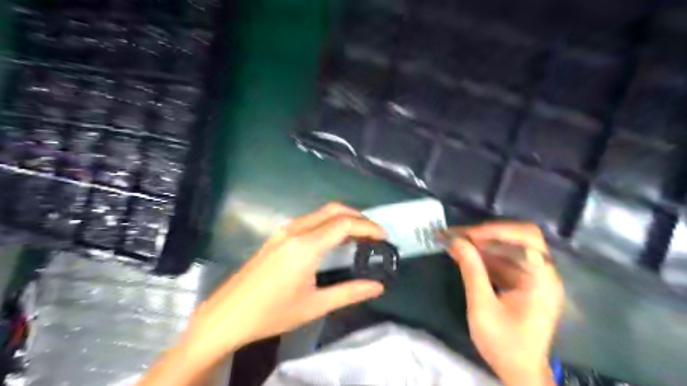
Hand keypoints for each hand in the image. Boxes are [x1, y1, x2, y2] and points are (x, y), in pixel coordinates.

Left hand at [186, 204, 383, 363]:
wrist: (227, 315)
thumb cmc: (272, 313)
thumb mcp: (315, 305)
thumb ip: (349, 292)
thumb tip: (378, 287)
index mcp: (306, 246)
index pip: (344, 224)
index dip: (368, 226)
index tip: (384, 235)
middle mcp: (295, 230)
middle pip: (333, 210)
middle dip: (357, 216)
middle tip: (374, 232)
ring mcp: (283, 231)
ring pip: (320, 213)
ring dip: (341, 217)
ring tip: (358, 234)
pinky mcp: (277, 236)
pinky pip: (309, 220)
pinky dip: (327, 222)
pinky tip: (332, 239)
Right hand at [446, 221, 562, 385]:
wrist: (519, 372)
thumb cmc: (504, 345)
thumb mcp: (482, 308)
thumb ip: (471, 271)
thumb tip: (456, 241)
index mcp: (541, 279)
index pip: (526, 238)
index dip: (496, 231)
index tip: (467, 235)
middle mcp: (542, 273)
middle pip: (518, 238)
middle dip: (487, 234)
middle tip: (459, 236)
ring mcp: (533, 278)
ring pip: (508, 248)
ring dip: (481, 244)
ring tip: (455, 242)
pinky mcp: (523, 283)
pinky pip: (503, 261)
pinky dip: (483, 256)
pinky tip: (463, 255)